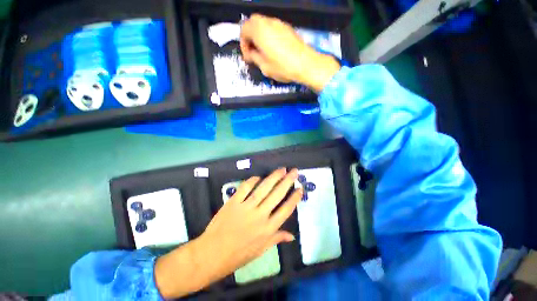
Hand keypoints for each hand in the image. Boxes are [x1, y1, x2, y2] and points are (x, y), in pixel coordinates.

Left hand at [155, 168, 302, 298]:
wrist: (212, 254)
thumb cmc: (238, 255)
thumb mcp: (260, 250)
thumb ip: (276, 239)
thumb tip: (292, 236)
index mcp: (268, 229)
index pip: (286, 210)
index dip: (294, 198)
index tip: (300, 188)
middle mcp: (260, 216)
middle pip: (277, 194)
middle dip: (288, 181)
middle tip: (294, 171)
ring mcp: (246, 207)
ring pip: (263, 188)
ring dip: (274, 177)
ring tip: (281, 169)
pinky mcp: (234, 202)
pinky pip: (245, 188)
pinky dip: (252, 180)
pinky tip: (258, 177)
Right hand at [240, 14, 340, 92]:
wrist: (305, 64)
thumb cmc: (283, 67)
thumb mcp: (264, 66)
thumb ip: (254, 58)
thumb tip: (250, 55)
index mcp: (259, 31)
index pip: (243, 30)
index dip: (243, 44)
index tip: (247, 56)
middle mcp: (268, 23)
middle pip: (252, 23)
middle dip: (249, 36)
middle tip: (252, 51)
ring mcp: (279, 24)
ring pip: (263, 24)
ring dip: (259, 35)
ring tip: (262, 51)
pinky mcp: (287, 28)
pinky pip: (272, 28)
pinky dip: (268, 35)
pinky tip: (272, 49)